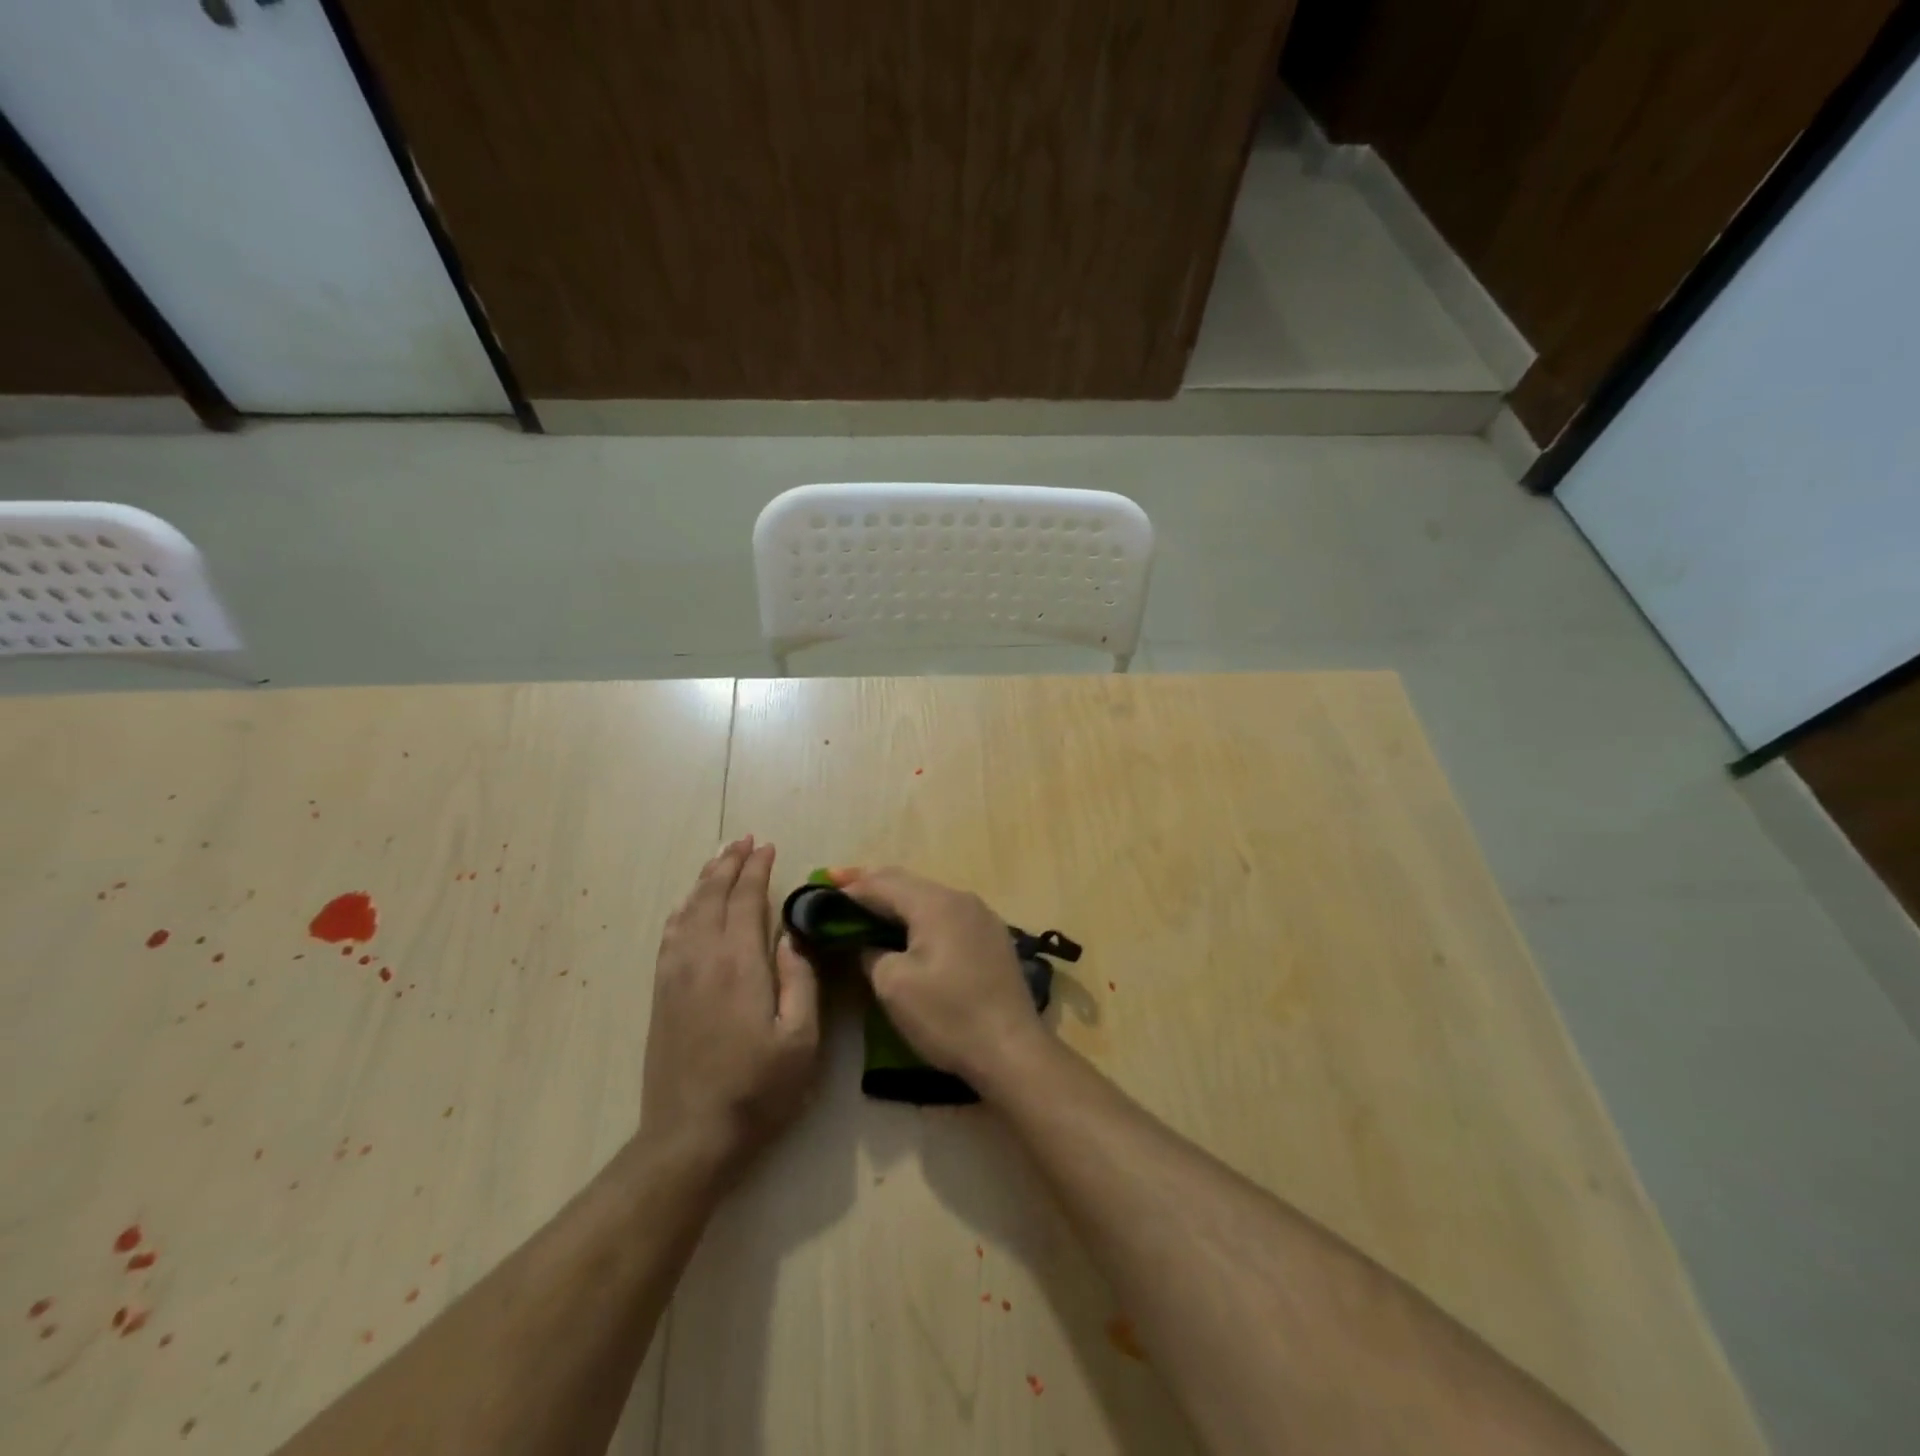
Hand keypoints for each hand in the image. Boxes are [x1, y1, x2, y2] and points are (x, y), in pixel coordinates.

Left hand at [640, 837, 820, 1176]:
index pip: (747, 900)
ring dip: (705, 879)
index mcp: (739, 964)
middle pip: (713, 896)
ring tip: (720, 858)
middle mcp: (702, 958)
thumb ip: (800, 982)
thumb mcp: (800, 1041)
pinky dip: (682, 908)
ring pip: (688, 910)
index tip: (768, 846)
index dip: (757, 870)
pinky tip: (687, 904)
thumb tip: (793, 938)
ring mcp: (675, 974)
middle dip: (729, 863)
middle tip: (744, 839)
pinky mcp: (661, 993)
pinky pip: (670, 934)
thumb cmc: (757, 1090)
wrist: (689, 1136)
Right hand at [834, 867, 1045, 1091]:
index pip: (883, 883)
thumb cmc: (948, 1016)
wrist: (1012, 1050)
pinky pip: (946, 914)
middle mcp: (961, 899)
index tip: (821, 886)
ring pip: (928, 897)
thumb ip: (871, 952)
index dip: (850, 885)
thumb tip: (868, 943)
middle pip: (907, 883)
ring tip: (867, 904)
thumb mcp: (894, 985)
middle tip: (838, 884)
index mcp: (936, 904)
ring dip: (896, 899)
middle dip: (872, 884)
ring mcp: (981, 916)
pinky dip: (920, 915)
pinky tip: (907, 927)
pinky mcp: (991, 937)